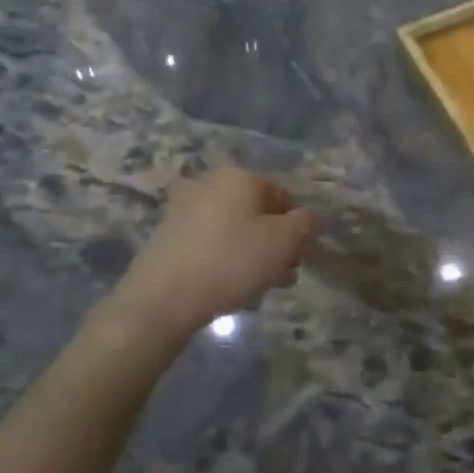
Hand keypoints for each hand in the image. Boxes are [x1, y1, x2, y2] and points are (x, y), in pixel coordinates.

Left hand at [115, 164, 318, 337]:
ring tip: (262, 288)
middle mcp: (209, 183)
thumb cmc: (232, 261)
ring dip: (254, 255)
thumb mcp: (284, 242)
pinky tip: (232, 289)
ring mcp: (184, 208)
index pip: (282, 195)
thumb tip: (309, 219)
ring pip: (234, 230)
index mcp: (239, 176)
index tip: (304, 257)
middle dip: (276, 244)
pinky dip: (226, 261)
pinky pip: (211, 244)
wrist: (163, 296)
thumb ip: (306, 224)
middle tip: (285, 275)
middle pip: (257, 213)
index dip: (299, 226)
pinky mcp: (168, 236)